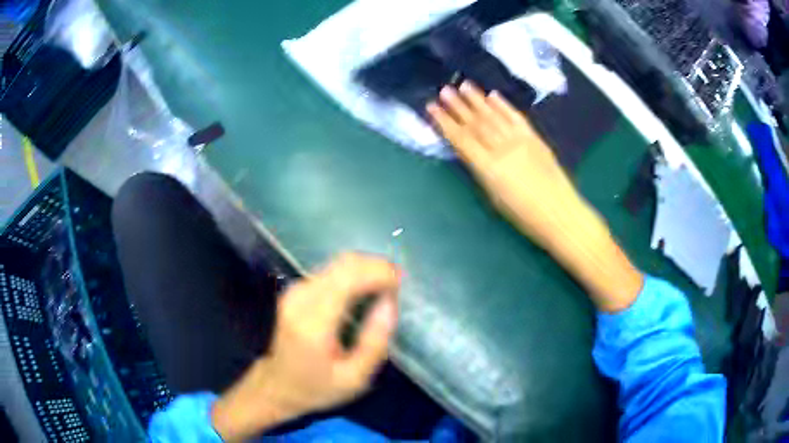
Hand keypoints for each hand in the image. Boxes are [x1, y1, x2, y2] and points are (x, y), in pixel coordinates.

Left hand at [212, 253, 400, 440]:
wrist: (278, 386)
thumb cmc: (317, 387)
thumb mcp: (355, 378)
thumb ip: (375, 342)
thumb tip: (389, 302)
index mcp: (313, 322)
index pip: (348, 277)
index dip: (379, 272)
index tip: (400, 283)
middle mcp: (301, 298)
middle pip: (344, 263)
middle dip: (376, 267)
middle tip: (397, 285)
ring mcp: (294, 290)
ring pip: (338, 263)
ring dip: (366, 269)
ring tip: (385, 288)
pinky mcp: (295, 289)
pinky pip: (331, 271)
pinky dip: (353, 275)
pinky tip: (364, 291)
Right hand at [427, 81, 590, 250]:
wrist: (560, 214)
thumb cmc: (524, 216)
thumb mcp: (494, 198)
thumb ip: (480, 171)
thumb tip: (469, 152)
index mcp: (489, 168)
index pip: (461, 139)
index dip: (444, 122)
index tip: (432, 107)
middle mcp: (503, 149)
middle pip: (476, 123)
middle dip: (458, 105)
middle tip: (444, 90)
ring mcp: (521, 141)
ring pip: (495, 116)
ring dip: (478, 99)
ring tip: (464, 85)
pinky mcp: (535, 138)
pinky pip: (516, 118)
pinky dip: (504, 106)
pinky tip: (494, 95)